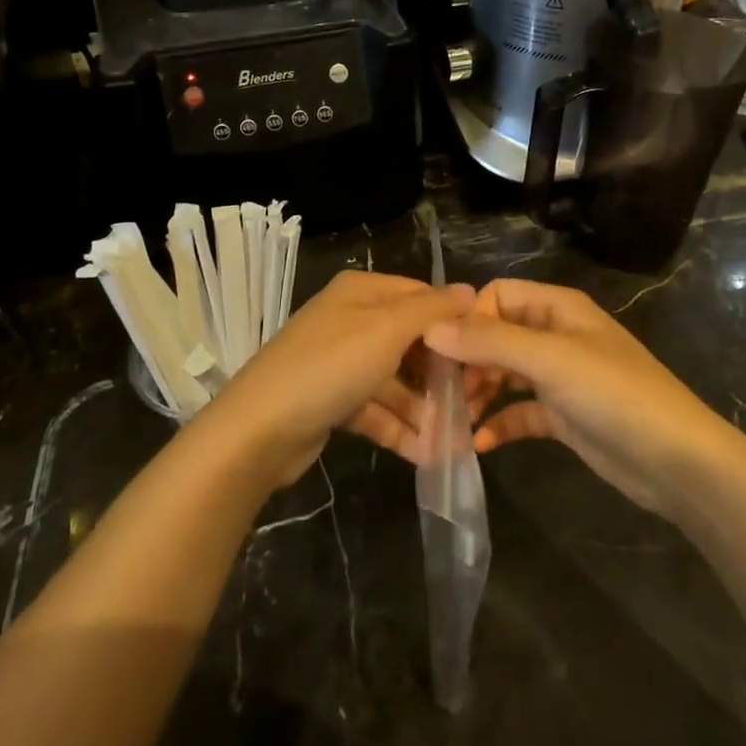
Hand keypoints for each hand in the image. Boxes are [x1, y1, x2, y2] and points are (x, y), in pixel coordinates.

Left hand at [200, 270, 473, 485]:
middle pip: (410, 341)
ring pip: (395, 380)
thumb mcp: (387, 329)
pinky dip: (400, 427)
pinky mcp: (333, 400)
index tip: (486, 355)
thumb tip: (470, 291)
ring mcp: (340, 362)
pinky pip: (376, 408)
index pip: (421, 297)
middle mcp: (351, 320)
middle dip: (441, 375)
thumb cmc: (330, 366)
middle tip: (474, 405)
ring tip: (456, 441)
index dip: (454, 323)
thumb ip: (431, 310)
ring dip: (424, 410)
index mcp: (362, 292)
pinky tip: (427, 454)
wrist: (258, 430)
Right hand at [424, 279, 721, 516]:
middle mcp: (556, 335)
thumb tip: (431, 328)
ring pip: (505, 374)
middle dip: (468, 361)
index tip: (442, 354)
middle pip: (497, 335)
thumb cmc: (613, 394)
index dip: (469, 319)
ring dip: (479, 393)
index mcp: (557, 308)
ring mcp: (561, 377)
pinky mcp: (564, 416)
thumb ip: (490, 341)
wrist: (677, 461)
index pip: (497, 295)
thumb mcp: (549, 360)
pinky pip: (521, 411)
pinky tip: (480, 443)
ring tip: (455, 420)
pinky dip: (500, 423)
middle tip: (444, 393)